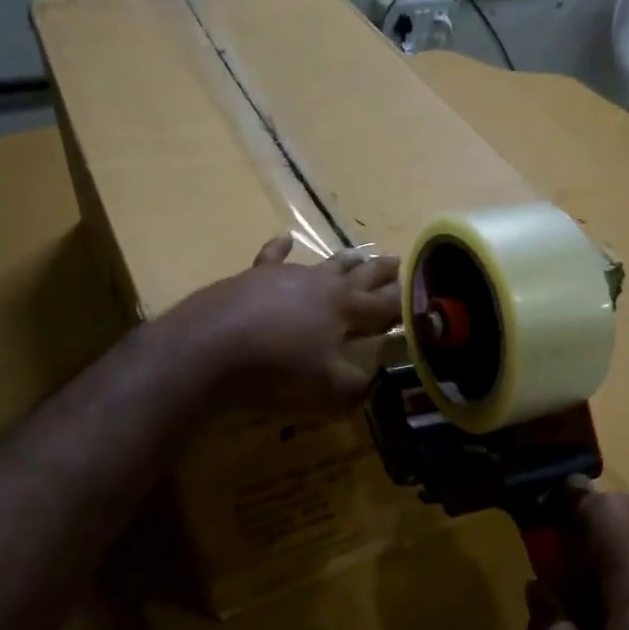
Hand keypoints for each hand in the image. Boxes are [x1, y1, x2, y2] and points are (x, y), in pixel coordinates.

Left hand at [173, 235, 401, 416]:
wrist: (207, 350)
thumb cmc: (275, 372)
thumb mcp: (328, 390)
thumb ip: (360, 385)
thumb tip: (380, 378)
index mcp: (345, 309)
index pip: (385, 306)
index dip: (404, 306)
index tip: (421, 302)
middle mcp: (320, 285)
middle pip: (360, 276)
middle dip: (382, 272)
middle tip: (400, 262)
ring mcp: (284, 276)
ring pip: (323, 264)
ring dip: (344, 261)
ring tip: (358, 255)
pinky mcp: (251, 278)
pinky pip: (271, 257)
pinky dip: (280, 248)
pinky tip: (285, 238)